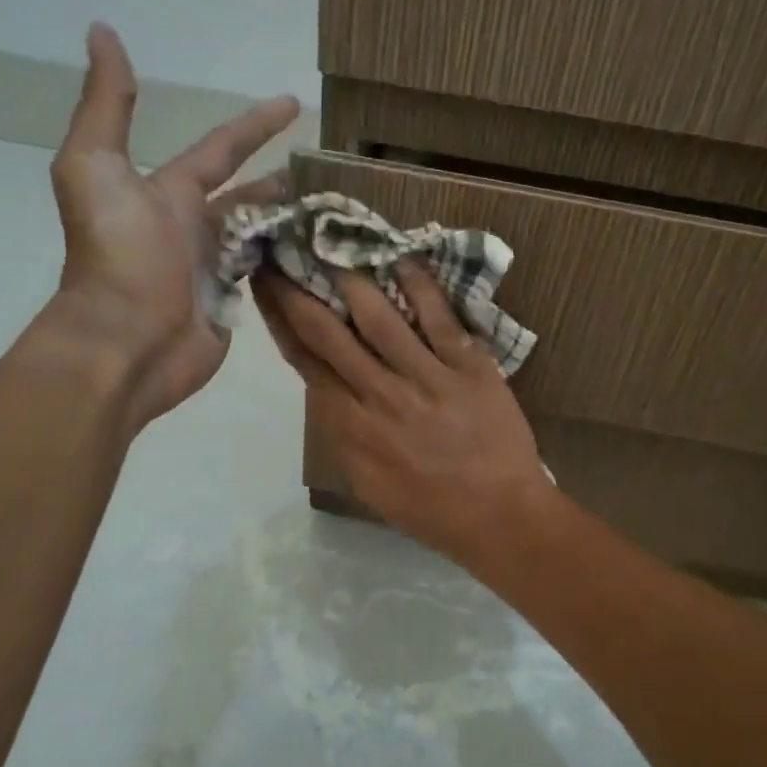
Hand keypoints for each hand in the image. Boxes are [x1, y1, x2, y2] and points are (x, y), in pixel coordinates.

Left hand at [39, 23, 298, 428]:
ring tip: (336, 209)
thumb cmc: (117, 253)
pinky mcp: (232, 305)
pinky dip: (290, 261)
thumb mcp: (97, 166)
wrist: (124, 340)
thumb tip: (102, 31)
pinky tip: (323, 253)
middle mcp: (193, 226)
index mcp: (169, 192)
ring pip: (262, 235)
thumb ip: (107, 104)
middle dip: (280, 180)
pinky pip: (267, 274)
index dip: (255, 124)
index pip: (221, 149)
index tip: (293, 102)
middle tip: (325, 167)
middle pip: (248, 195)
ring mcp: (214, 268)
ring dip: (292, 221)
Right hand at [253, 263, 555, 566]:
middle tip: (281, 256)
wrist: (500, 517)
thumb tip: (328, 391)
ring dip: (350, 280)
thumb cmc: (431, 509)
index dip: (281, 323)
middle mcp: (380, 396)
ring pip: (378, 318)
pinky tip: (400, 261)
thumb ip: (345, 435)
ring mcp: (426, 378)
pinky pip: (439, 319)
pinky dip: (418, 287)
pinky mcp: (468, 367)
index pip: (306, 363)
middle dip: (298, 293)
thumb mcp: (369, 484)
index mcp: (351, 429)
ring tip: (332, 249)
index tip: (267, 290)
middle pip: (329, 334)